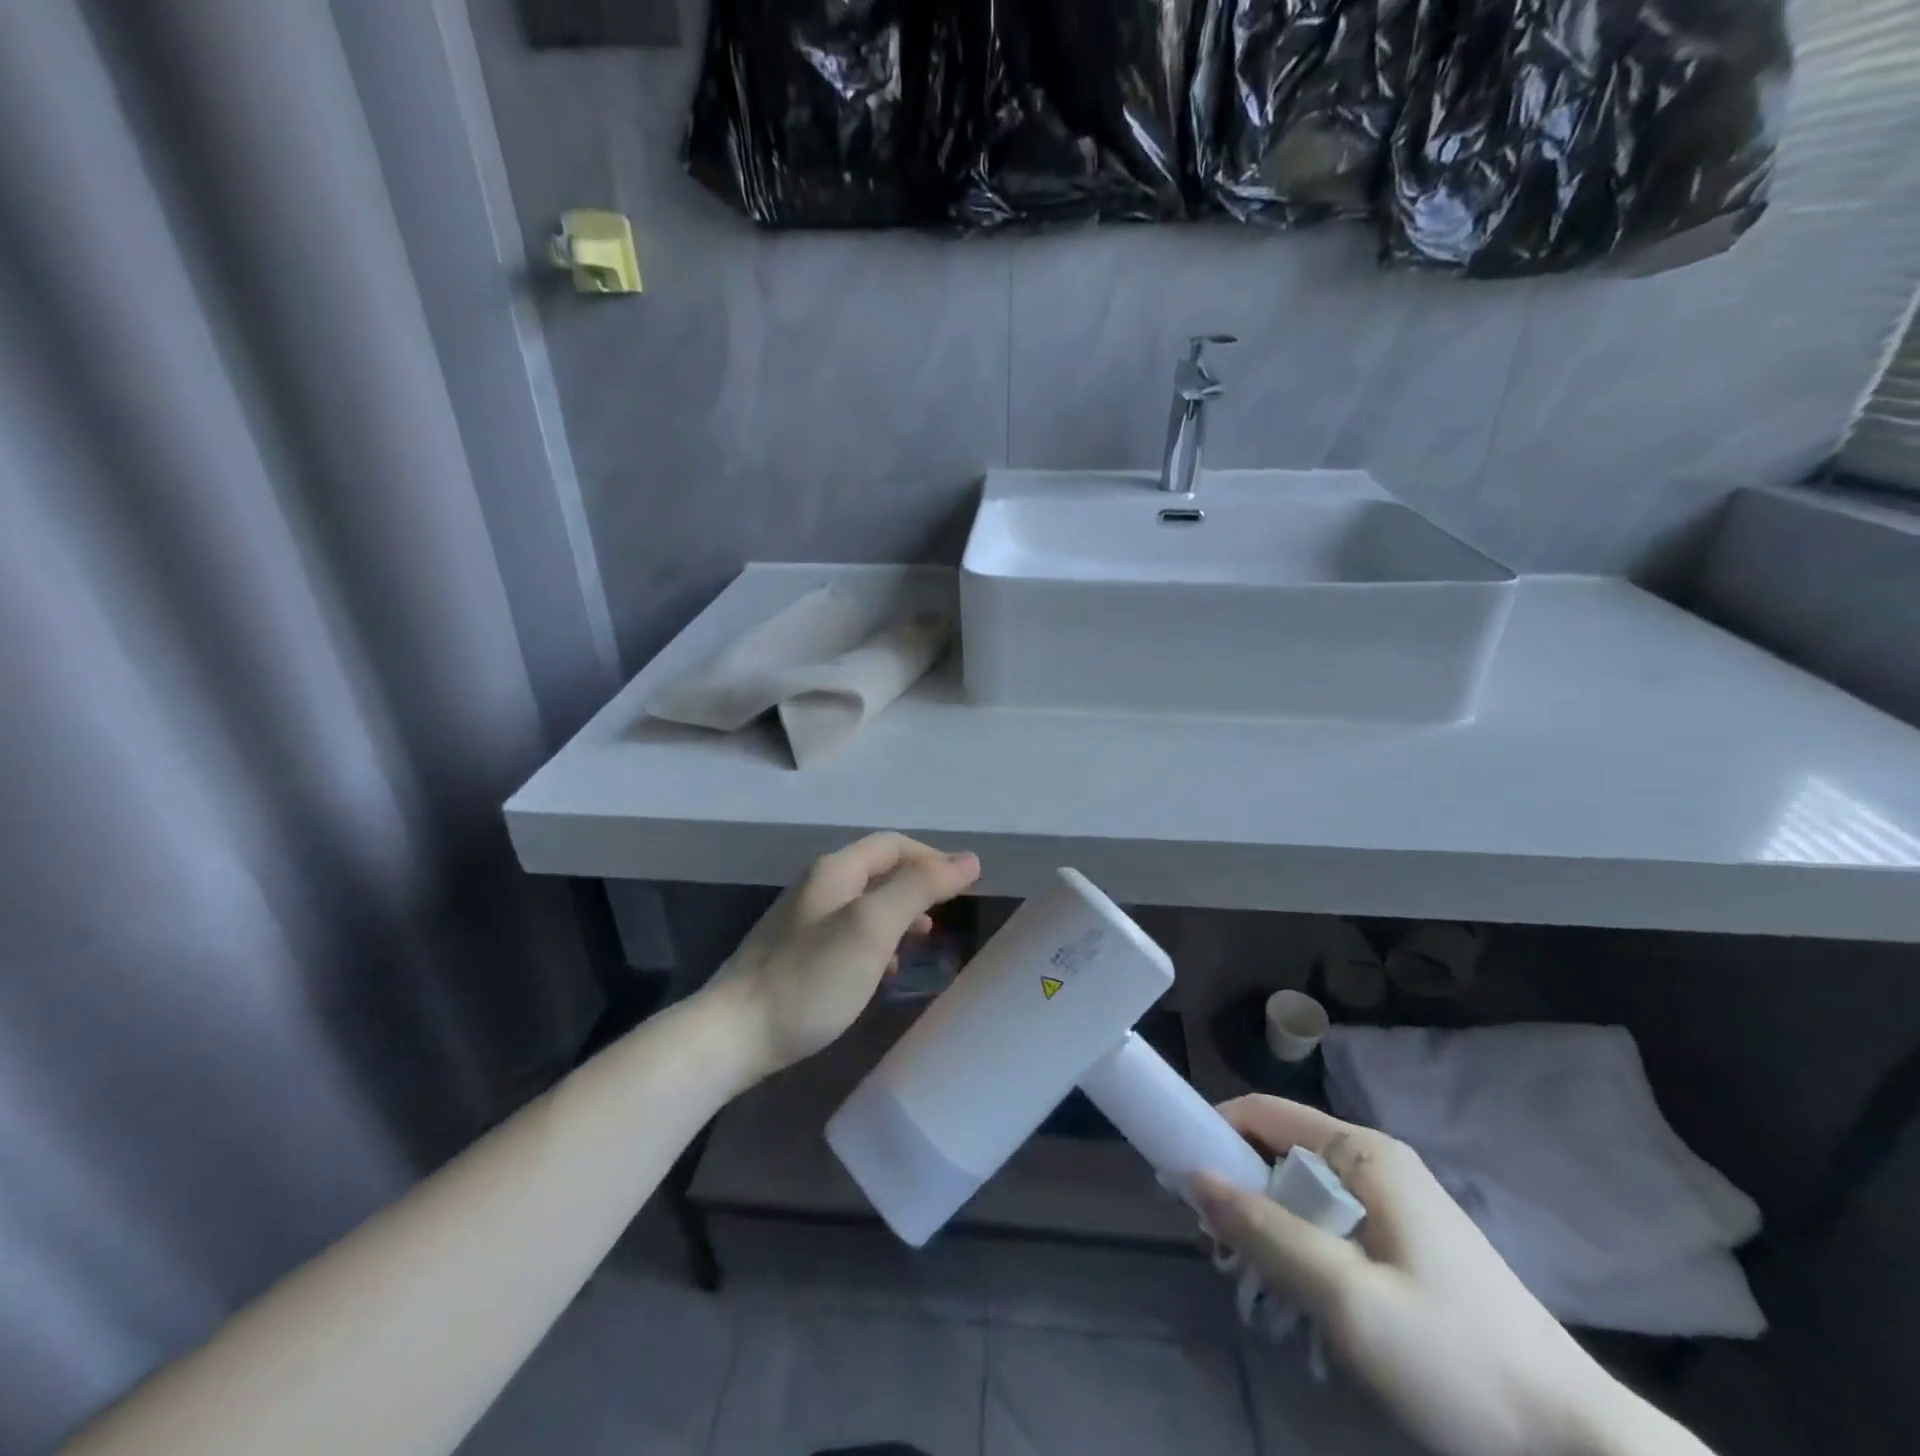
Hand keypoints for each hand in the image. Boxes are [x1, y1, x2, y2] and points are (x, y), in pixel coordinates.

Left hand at [705, 833, 979, 1081]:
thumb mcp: (873, 927)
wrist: (733, 1036)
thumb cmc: (810, 978)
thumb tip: (967, 859)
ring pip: (864, 904)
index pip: (893, 845)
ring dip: (899, 915)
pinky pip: (848, 934)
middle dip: (917, 886)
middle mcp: (816, 886)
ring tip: (924, 939)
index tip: (965, 885)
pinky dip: (876, 942)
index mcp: (835, 871)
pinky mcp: (794, 954)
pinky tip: (884, 971)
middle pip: (878, 871)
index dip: (932, 857)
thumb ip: (919, 888)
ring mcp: (801, 921)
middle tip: (948, 913)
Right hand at [1195, 1098, 1712, 1455]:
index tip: (1177, 1179)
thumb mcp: (1348, 1298)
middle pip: (1279, 1154)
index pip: (1262, 1113)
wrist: (1583, 1452)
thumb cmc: (1457, 1359)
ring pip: (1302, 1196)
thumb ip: (1266, 1232)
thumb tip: (1193, 1177)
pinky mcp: (1407, 1248)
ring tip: (1259, 1290)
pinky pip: (1331, 1230)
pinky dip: (1303, 1256)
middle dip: (1241, 1196)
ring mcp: (1395, 1206)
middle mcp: (1375, 1163)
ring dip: (1271, 1234)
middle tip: (1220, 1254)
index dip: (1213, 1133)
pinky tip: (1305, 1308)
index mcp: (1364, 1152)